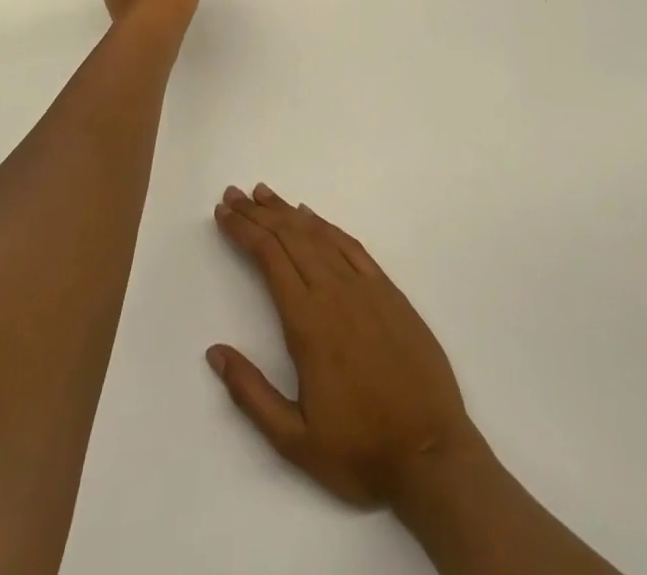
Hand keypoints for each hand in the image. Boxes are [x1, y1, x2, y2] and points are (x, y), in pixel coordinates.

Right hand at [206, 184, 482, 508]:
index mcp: (308, 322)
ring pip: (319, 235)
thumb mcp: (294, 441)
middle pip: (289, 237)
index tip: (223, 214)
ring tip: (264, 194)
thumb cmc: (360, 452)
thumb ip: (251, 393)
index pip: (269, 258)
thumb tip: (214, 351)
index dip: (244, 231)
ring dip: (287, 212)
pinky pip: (351, 246)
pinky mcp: (389, 291)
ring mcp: (365, 287)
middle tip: (233, 195)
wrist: (431, 453)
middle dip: (258, 213)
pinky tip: (311, 216)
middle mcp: (334, 292)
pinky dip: (326, 225)